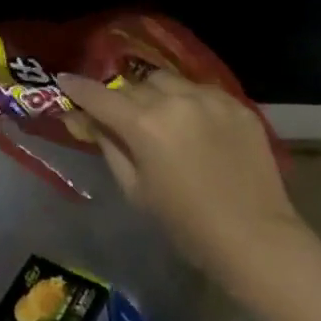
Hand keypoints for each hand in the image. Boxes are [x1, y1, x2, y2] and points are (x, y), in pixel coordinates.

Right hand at [57, 70, 316, 297]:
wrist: (257, 240)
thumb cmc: (187, 225)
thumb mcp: (136, 190)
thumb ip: (108, 147)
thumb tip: (86, 120)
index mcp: (144, 124)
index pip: (98, 95)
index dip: (77, 87)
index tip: (63, 81)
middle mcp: (174, 100)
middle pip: (134, 84)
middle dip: (122, 98)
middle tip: (120, 116)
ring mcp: (209, 98)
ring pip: (167, 81)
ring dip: (155, 94)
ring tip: (160, 116)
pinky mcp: (237, 104)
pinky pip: (200, 91)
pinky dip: (189, 102)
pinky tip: (194, 126)